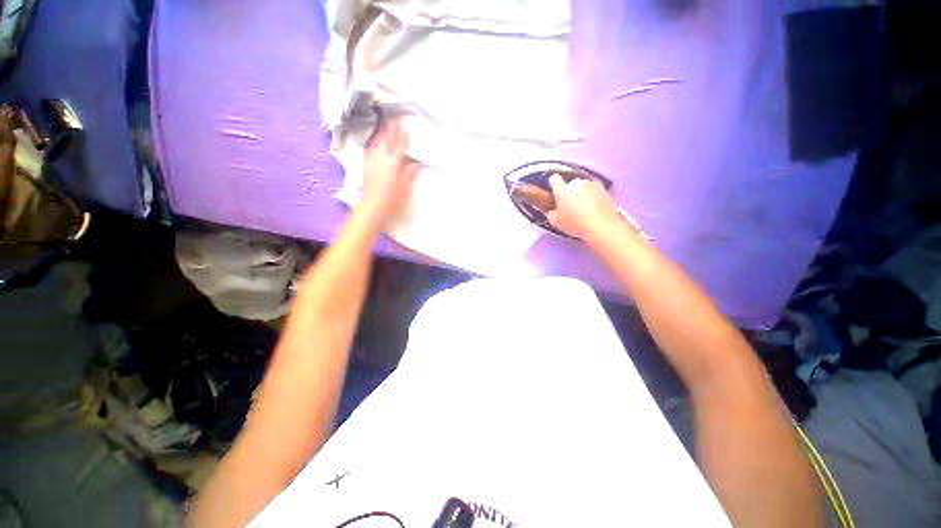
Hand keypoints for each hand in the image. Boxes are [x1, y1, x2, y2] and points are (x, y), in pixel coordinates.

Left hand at [360, 118, 418, 220]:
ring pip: (377, 142)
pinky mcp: (365, 164)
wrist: (373, 205)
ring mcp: (371, 160)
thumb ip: (410, 173)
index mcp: (393, 163)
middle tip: (396, 122)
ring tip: (386, 127)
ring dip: (382, 134)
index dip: (403, 137)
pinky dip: (375, 142)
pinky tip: (376, 142)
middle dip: (392, 131)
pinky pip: (371, 148)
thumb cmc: (392, 198)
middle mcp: (381, 158)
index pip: (399, 146)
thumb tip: (417, 164)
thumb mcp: (405, 187)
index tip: (406, 128)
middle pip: (387, 140)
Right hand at [546, 173, 624, 241]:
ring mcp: (592, 184)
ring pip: (583, 186)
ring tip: (583, 207)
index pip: (554, 179)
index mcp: (562, 189)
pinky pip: (594, 191)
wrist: (603, 227)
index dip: (553, 185)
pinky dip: (593, 196)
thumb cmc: (575, 224)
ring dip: (581, 193)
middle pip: (570, 184)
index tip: (554, 193)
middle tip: (570, 205)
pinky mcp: (605, 189)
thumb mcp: (555, 222)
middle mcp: (577, 183)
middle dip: (569, 191)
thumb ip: (549, 211)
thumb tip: (550, 207)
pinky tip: (594, 208)